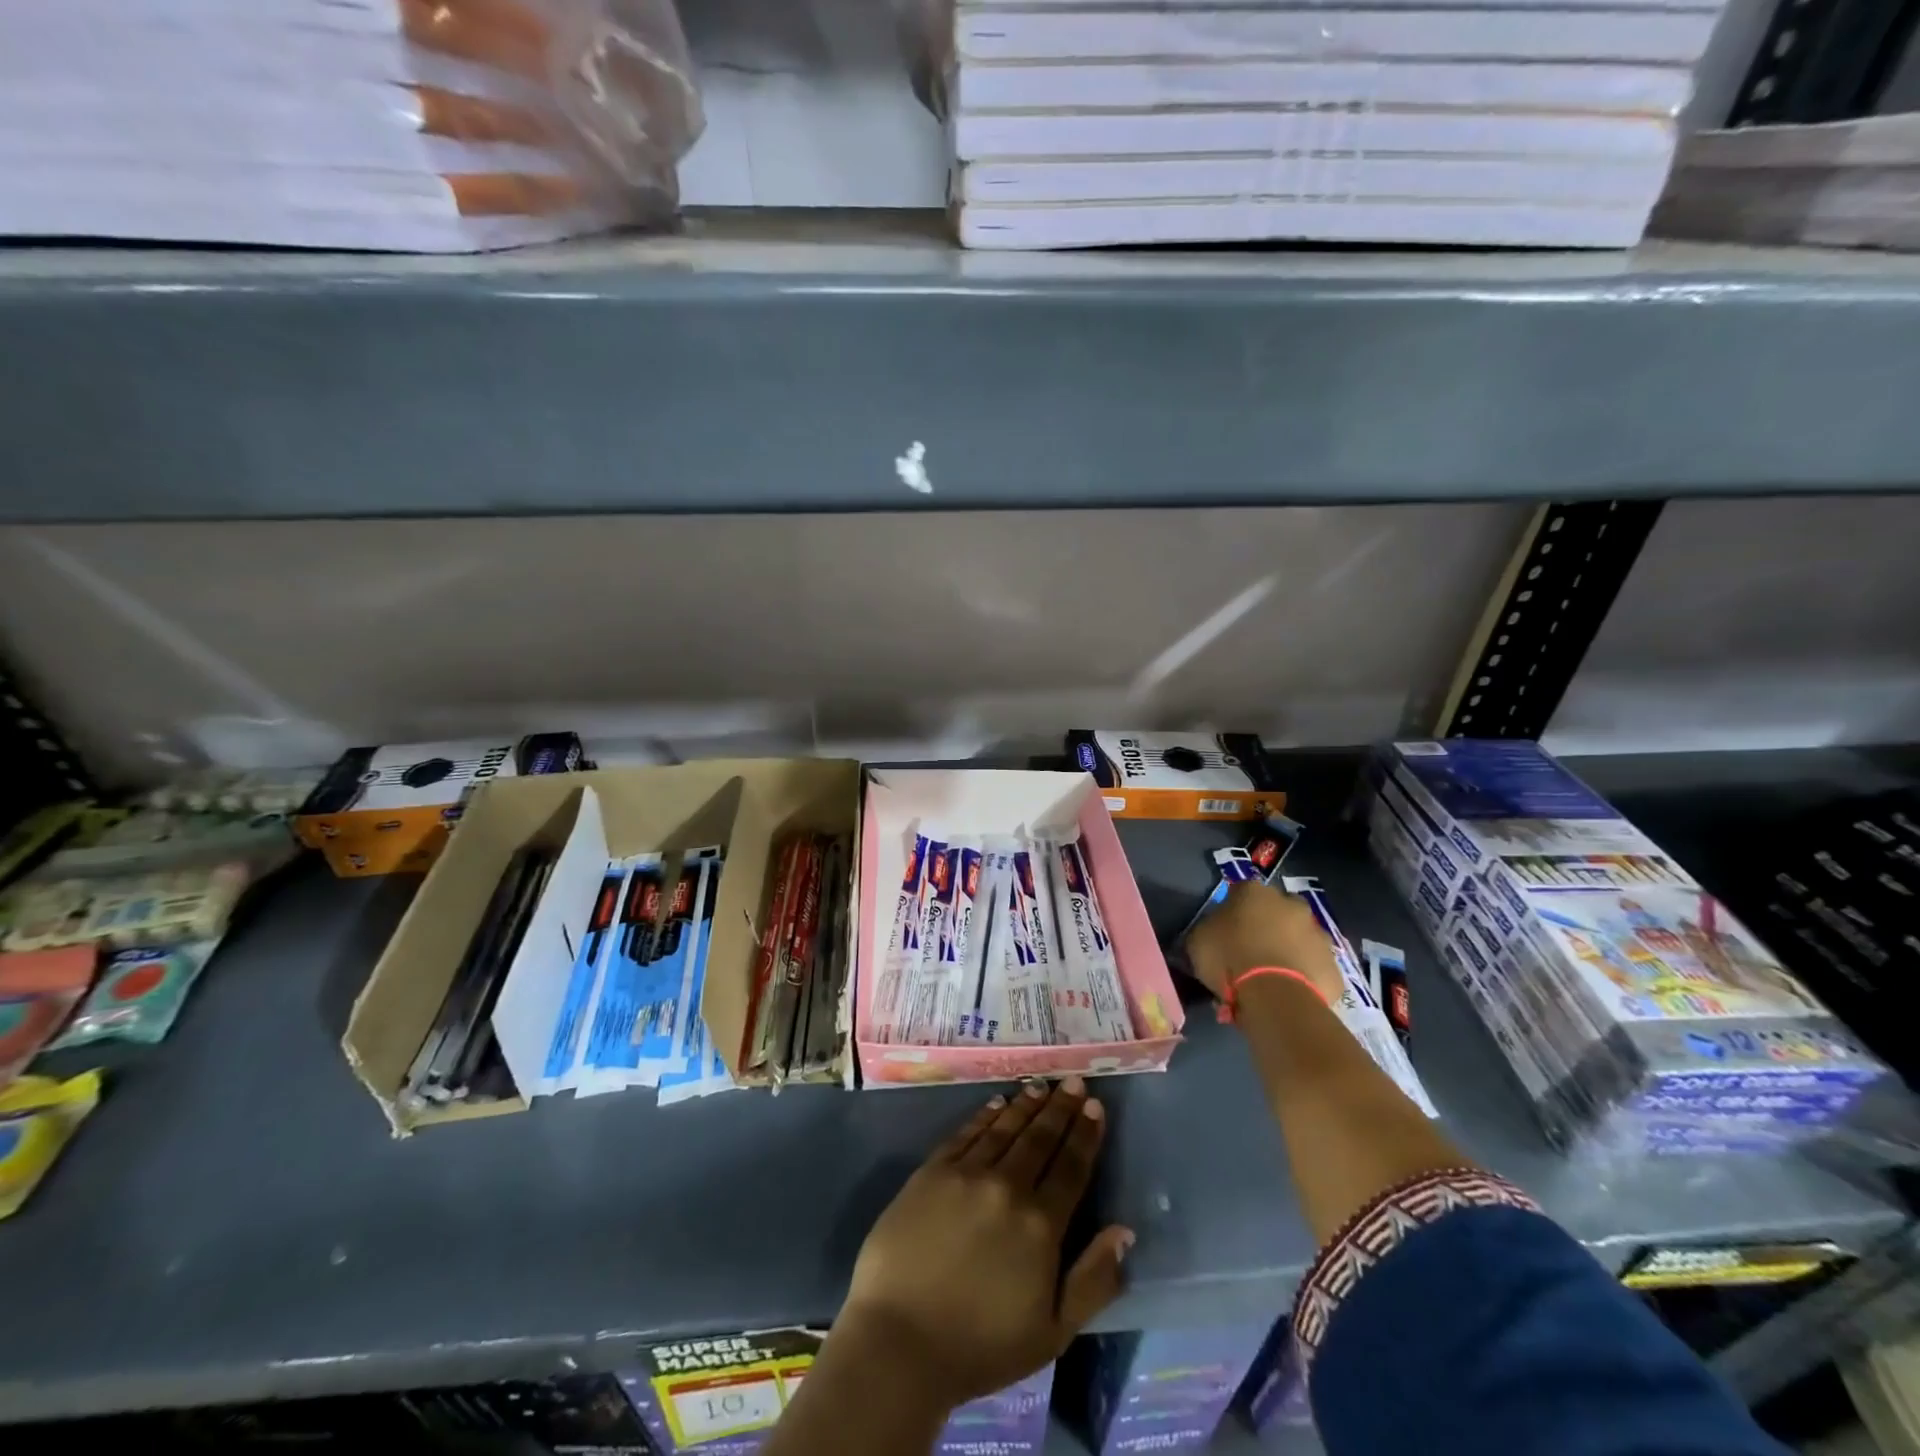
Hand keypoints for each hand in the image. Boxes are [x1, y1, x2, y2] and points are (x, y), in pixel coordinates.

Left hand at [837, 1078, 1133, 1408]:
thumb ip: (1093, 1280)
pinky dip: (985, 1115)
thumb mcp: (1053, 1332)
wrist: (900, 1341)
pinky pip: (966, 1133)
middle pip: (1040, 1138)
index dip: (1085, 1135)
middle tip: (1074, 1082)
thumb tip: (1124, 1231)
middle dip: (1061, 1108)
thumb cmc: (981, 1346)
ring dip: (1027, 1104)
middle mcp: (1007, 1187)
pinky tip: (997, 1103)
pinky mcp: (931, 1171)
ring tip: (1042, 1085)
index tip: (1095, 1106)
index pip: (1071, 1167)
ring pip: (1005, 1128)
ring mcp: (966, 1174)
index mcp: (1041, 1225)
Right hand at [1184, 881, 1344, 1005]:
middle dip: (1269, 924)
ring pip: (1301, 937)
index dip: (1232, 909)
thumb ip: (1209, 929)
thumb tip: (1215, 932)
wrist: (1276, 997)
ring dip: (1290, 948)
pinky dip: (1305, 975)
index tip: (1225, 928)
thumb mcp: (1199, 940)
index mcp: (1254, 892)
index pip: (1240, 891)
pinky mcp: (1333, 967)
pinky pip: (1314, 967)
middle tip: (1252, 949)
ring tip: (1273, 975)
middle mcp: (1291, 905)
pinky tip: (1290, 992)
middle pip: (1278, 909)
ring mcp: (1317, 935)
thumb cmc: (1230, 959)